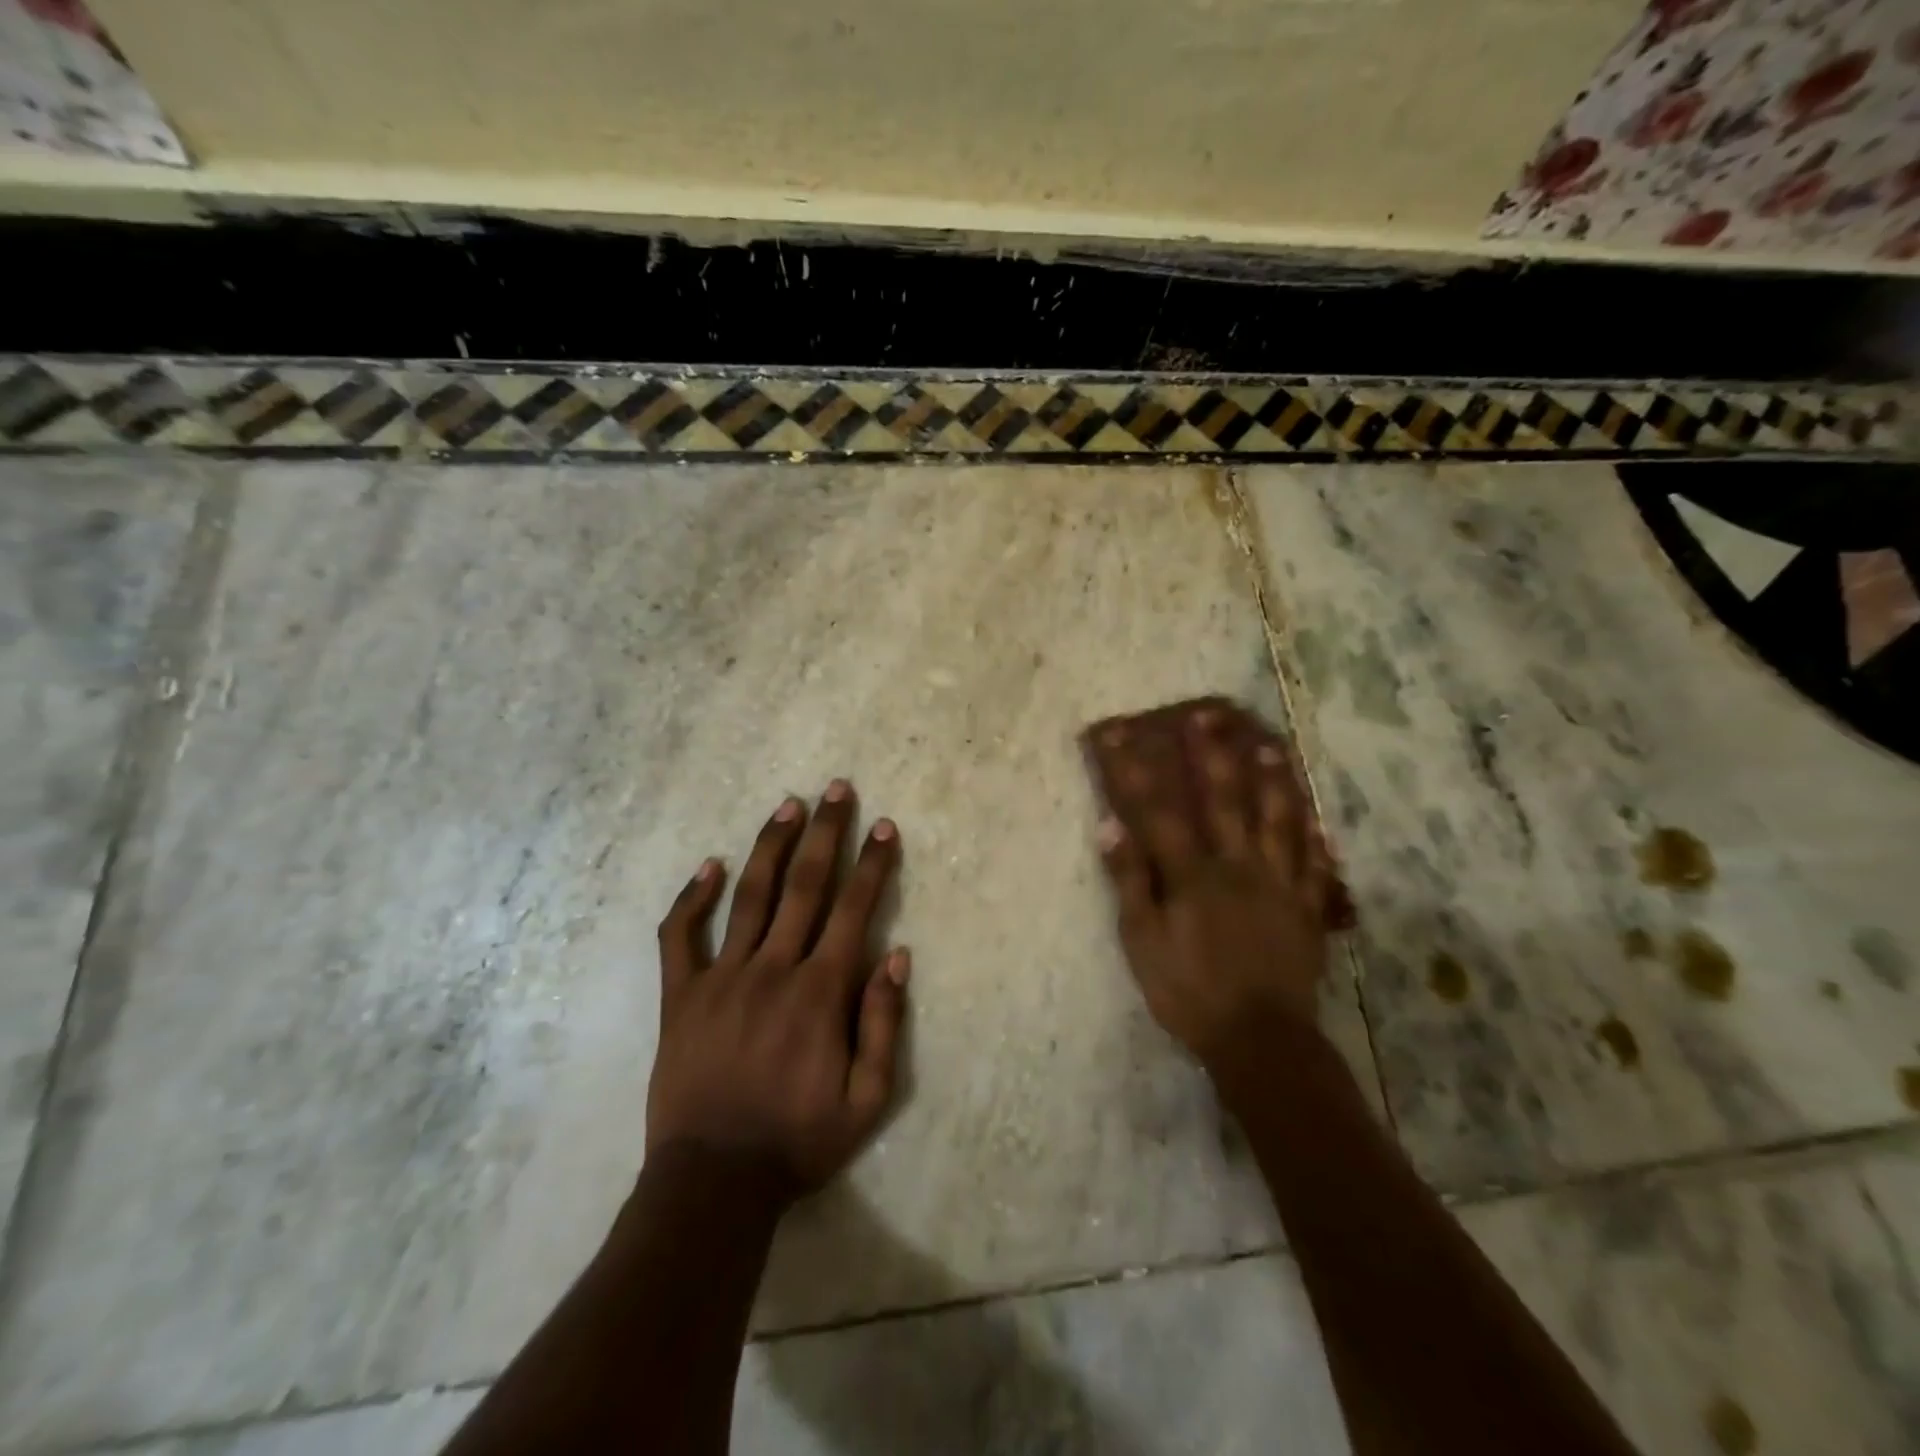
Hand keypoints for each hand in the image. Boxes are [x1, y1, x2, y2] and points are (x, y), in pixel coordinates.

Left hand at [649, 780, 907, 1200]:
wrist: (712, 1182)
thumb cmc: (798, 1141)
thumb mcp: (867, 1100)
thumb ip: (883, 1024)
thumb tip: (897, 957)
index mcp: (820, 993)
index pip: (854, 910)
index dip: (873, 864)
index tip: (884, 826)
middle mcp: (773, 970)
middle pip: (805, 886)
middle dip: (826, 833)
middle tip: (837, 789)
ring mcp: (722, 978)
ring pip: (751, 896)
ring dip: (772, 846)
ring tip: (789, 805)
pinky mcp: (682, 996)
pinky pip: (681, 937)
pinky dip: (692, 899)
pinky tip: (708, 866)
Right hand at [1088, 702, 1337, 1066]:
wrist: (1260, 1039)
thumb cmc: (1190, 991)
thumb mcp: (1143, 942)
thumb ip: (1130, 883)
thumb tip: (1110, 828)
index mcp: (1193, 874)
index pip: (1157, 811)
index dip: (1134, 770)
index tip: (1117, 734)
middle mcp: (1238, 866)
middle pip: (1225, 800)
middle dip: (1212, 754)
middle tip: (1208, 716)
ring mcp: (1279, 884)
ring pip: (1278, 820)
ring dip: (1273, 780)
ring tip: (1272, 746)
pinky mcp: (1306, 908)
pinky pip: (1313, 863)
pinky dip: (1314, 836)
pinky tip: (1316, 817)